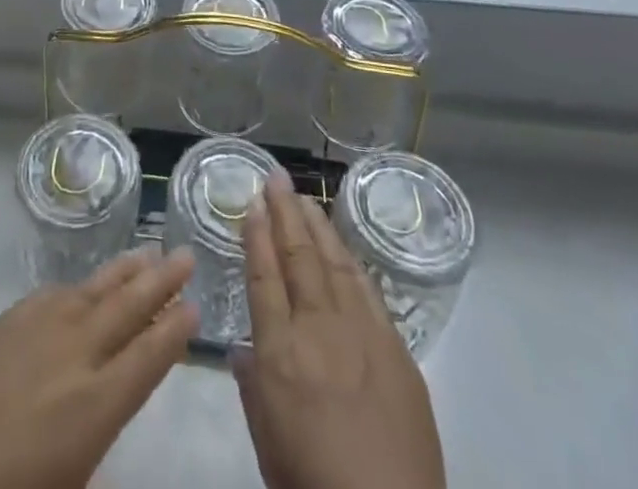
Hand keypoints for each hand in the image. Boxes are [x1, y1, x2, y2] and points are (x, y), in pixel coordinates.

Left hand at [0, 248, 196, 488]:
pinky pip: (53, 294)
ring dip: (124, 271)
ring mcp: (38, 332)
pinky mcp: (5, 324)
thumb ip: (93, 457)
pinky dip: (77, 286)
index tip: (195, 307)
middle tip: (186, 254)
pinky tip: (84, 284)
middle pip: (128, 308)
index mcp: (96, 407)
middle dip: (161, 281)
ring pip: (93, 290)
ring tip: (148, 251)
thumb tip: (105, 423)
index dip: (175, 331)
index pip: (149, 357)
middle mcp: (75, 357)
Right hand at [234, 172, 445, 488]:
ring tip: (305, 198)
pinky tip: (343, 246)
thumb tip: (242, 347)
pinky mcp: (395, 347)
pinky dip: (350, 261)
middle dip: (284, 213)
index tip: (252, 204)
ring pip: (333, 263)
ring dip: (317, 226)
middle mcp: (318, 329)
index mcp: (280, 351)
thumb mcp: (266, 442)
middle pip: (297, 257)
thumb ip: (253, 386)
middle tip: (276, 178)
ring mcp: (361, 333)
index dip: (256, 237)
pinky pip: (367, 290)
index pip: (263, 277)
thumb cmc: (313, 484)